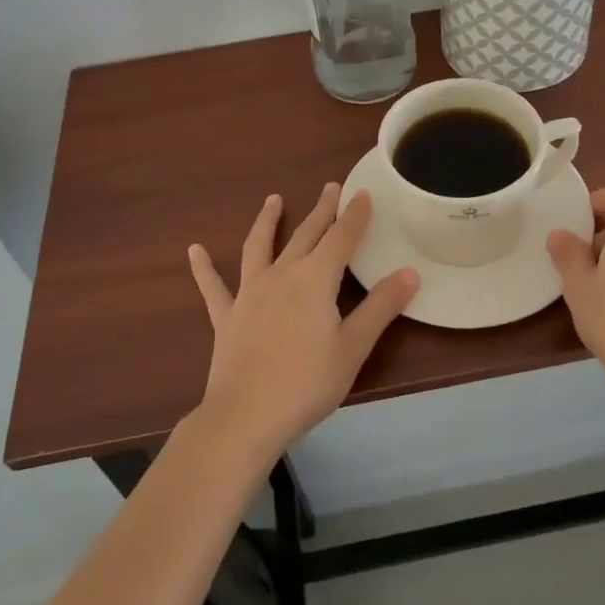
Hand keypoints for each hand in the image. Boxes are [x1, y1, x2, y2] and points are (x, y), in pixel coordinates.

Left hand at [188, 185, 418, 455]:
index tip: (363, 193)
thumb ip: (381, 307)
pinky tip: (194, 250)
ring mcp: (249, 293)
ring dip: (267, 222)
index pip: (341, 238)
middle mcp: (281, 275)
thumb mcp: (353, 347)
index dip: (354, 216)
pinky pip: (213, 287)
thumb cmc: (307, 383)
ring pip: (259, 247)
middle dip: (321, 211)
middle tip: (331, 188)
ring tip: (273, 200)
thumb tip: (410, 272)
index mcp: (315, 280)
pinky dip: (203, 267)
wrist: (246, 416)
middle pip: (305, 235)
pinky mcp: (226, 316)